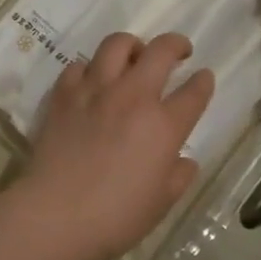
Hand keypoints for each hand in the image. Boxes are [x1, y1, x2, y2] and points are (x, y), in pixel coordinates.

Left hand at [18, 32, 214, 259]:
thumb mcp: (162, 202)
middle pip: (161, 51)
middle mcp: (133, 96)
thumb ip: (178, 175)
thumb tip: (183, 160)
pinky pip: (79, 65)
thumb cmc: (116, 216)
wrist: (56, 213)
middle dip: (176, 44)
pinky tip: (91, 81)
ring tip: (133, 55)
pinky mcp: (63, 93)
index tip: (204, 77)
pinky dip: (89, 68)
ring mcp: (95, 89)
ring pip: (117, 44)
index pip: (194, 92)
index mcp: (163, 125)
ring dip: (132, 45)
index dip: (203, 82)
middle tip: (179, 51)